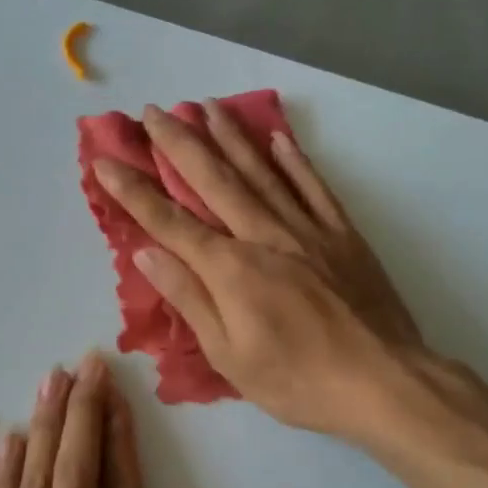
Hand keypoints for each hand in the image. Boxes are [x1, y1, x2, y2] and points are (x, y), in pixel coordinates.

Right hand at [91, 102, 424, 437]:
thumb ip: (189, 298)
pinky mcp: (343, 233)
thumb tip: (148, 253)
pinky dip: (294, 160)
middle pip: (213, 180)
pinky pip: (313, 186)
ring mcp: (307, 229)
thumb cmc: (297, 380)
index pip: (169, 222)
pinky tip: (277, 138)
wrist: (382, 381)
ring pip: (261, 171)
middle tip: (154, 111)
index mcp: (231, 269)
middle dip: (179, 143)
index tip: (105, 162)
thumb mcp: (229, 355)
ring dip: (230, 137)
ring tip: (207, 106)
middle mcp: (264, 235)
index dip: (134, 191)